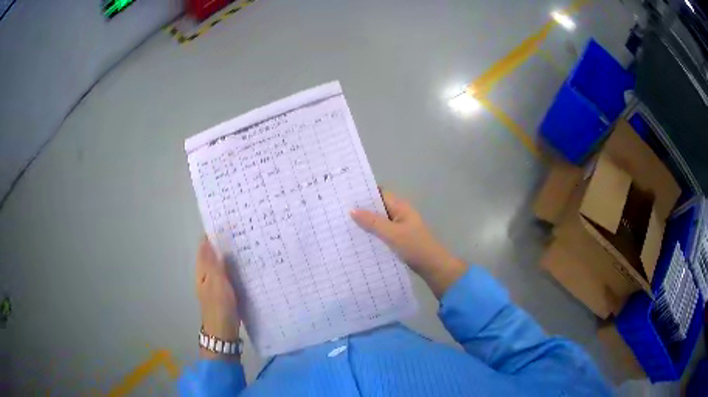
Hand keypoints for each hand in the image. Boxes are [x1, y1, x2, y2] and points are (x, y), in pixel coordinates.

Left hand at [195, 236, 240, 357]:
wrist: (224, 331)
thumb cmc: (219, 306)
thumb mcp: (215, 282)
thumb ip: (213, 262)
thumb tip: (208, 240)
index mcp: (202, 270)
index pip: (205, 246)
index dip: (213, 234)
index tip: (227, 222)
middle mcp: (207, 274)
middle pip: (213, 253)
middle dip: (224, 242)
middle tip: (242, 231)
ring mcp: (216, 283)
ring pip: (222, 263)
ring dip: (231, 254)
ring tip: (247, 243)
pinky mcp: (225, 290)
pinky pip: (229, 273)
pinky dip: (235, 267)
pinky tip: (247, 265)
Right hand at [350, 190, 467, 297]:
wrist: (433, 266)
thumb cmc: (415, 246)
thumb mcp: (392, 234)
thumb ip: (373, 222)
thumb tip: (352, 210)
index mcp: (400, 207)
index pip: (379, 193)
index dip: (363, 193)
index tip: (344, 195)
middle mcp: (399, 213)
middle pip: (377, 207)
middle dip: (361, 209)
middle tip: (338, 211)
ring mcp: (399, 227)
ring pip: (378, 221)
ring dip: (365, 223)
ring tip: (343, 225)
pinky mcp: (398, 239)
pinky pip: (381, 233)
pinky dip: (371, 234)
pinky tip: (357, 240)